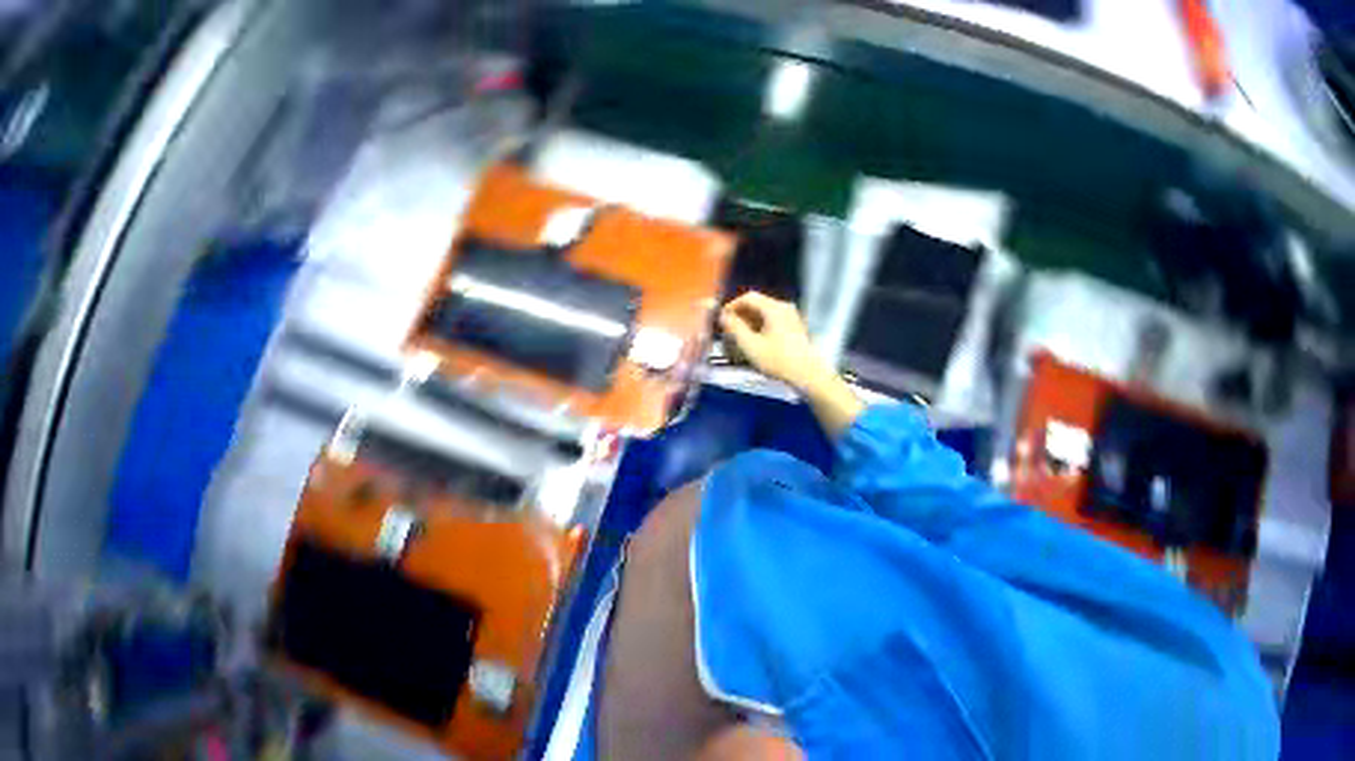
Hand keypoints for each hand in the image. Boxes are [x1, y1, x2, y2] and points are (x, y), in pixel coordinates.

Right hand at [718, 292, 829, 391]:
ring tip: (739, 336)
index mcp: (774, 308)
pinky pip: (772, 319)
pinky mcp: (794, 327)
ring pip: (765, 312)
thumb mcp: (751, 346)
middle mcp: (784, 308)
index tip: (722, 318)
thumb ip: (735, 328)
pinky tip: (754, 340)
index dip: (732, 305)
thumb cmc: (777, 360)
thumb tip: (723, 316)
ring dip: (749, 321)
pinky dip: (760, 326)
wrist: (807, 374)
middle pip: (757, 304)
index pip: (748, 297)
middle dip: (740, 314)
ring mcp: (791, 317)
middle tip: (728, 328)